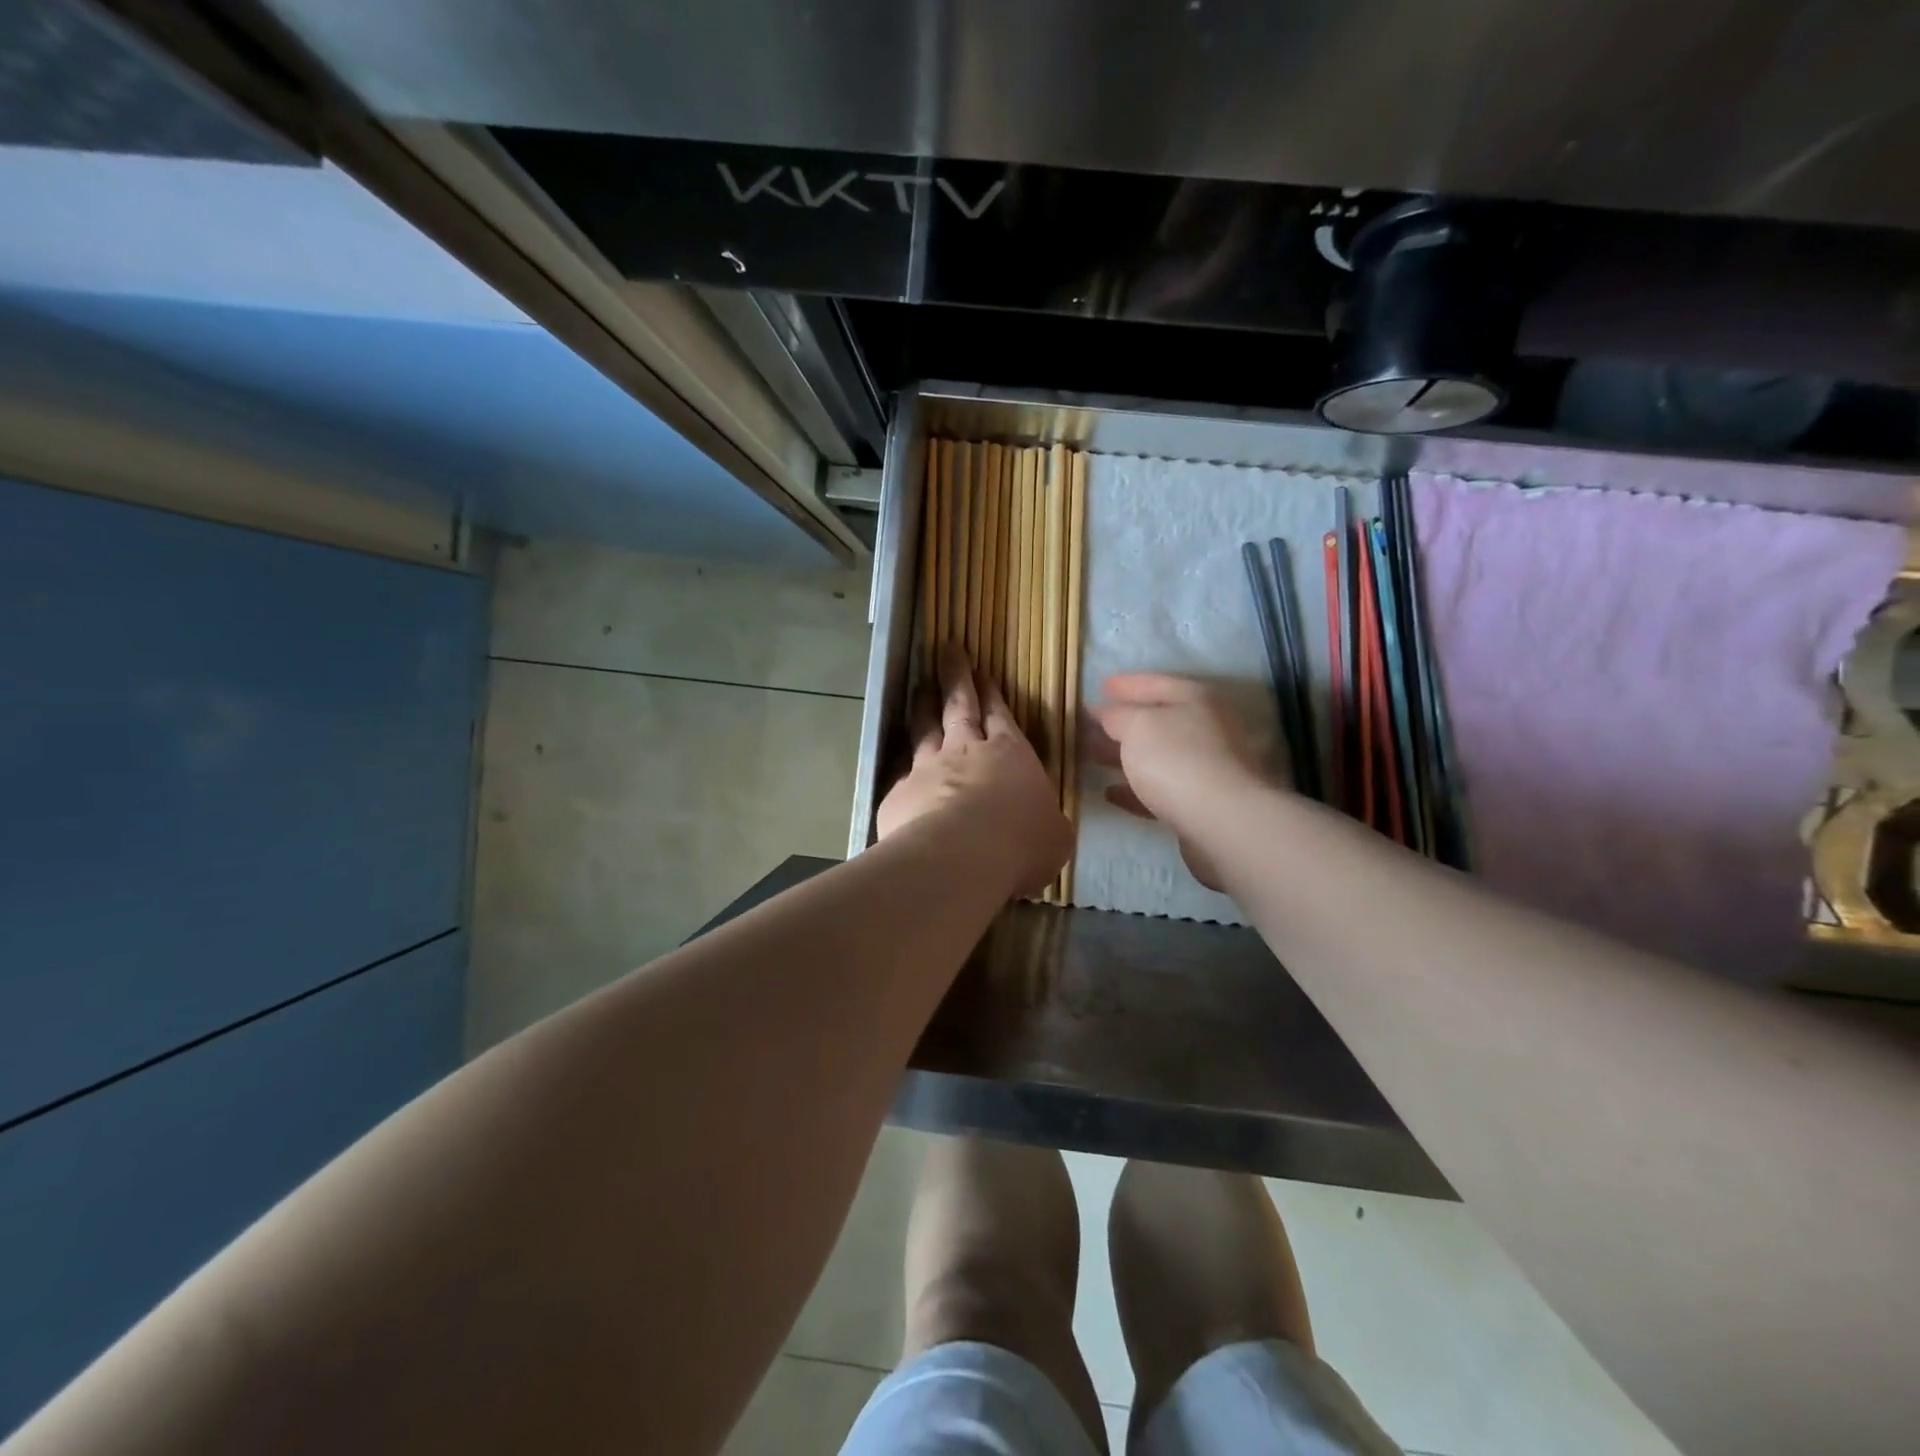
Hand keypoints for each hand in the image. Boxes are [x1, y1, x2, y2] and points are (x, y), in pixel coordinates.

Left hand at [877, 644, 1071, 897]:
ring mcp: (927, 769)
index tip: (981, 672)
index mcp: (1010, 754)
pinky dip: (903, 766)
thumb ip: (1045, 822)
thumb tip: (1044, 824)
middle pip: (958, 706)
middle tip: (946, 651)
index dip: (991, 693)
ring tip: (919, 688)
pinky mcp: (899, 794)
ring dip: (923, 707)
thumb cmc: (1020, 843)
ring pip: (923, 729)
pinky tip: (900, 767)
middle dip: (955, 677)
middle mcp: (965, 752)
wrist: (960, 858)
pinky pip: (901, 774)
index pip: (999, 715)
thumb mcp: (1054, 835)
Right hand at [1087, 674, 1266, 891]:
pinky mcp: (1199, 804)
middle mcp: (1206, 729)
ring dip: (1125, 756)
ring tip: (1093, 755)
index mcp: (1196, 700)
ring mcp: (1206, 768)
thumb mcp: (1137, 726)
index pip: (1156, 683)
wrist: (1221, 822)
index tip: (1100, 686)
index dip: (1127, 684)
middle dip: (1122, 722)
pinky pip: (1160, 790)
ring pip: (1157, 756)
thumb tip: (1106, 713)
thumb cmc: (1176, 759)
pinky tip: (1110, 792)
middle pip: (1158, 721)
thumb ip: (1117, 715)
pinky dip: (1135, 789)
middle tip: (1090, 723)